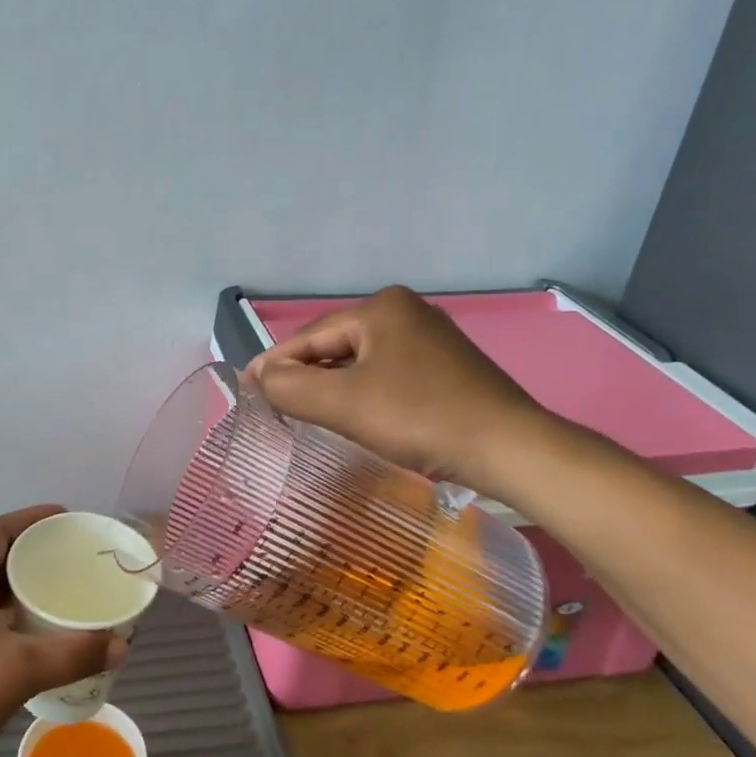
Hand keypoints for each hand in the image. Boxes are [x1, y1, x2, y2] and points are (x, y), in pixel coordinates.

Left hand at [0, 506, 121, 756]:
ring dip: (18, 588)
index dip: (29, 518)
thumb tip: (122, 644)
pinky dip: (6, 618)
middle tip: (69, 559)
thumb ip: (74, 654)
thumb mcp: (21, 671)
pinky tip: (28, 641)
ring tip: (56, 595)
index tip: (64, 519)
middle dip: (30, 553)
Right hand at [242, 286, 549, 498]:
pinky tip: (356, 414)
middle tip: (274, 404)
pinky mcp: (447, 366)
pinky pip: (387, 373)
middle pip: (335, 346)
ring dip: (333, 385)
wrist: (509, 448)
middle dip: (304, 374)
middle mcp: (406, 312)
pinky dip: (364, 392)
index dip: (274, 364)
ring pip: (361, 361)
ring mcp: (431, 338)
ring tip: (307, 411)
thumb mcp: (343, 403)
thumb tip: (260, 378)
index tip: (246, 389)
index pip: (310, 336)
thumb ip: (290, 387)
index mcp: (381, 308)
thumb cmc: (420, 417)